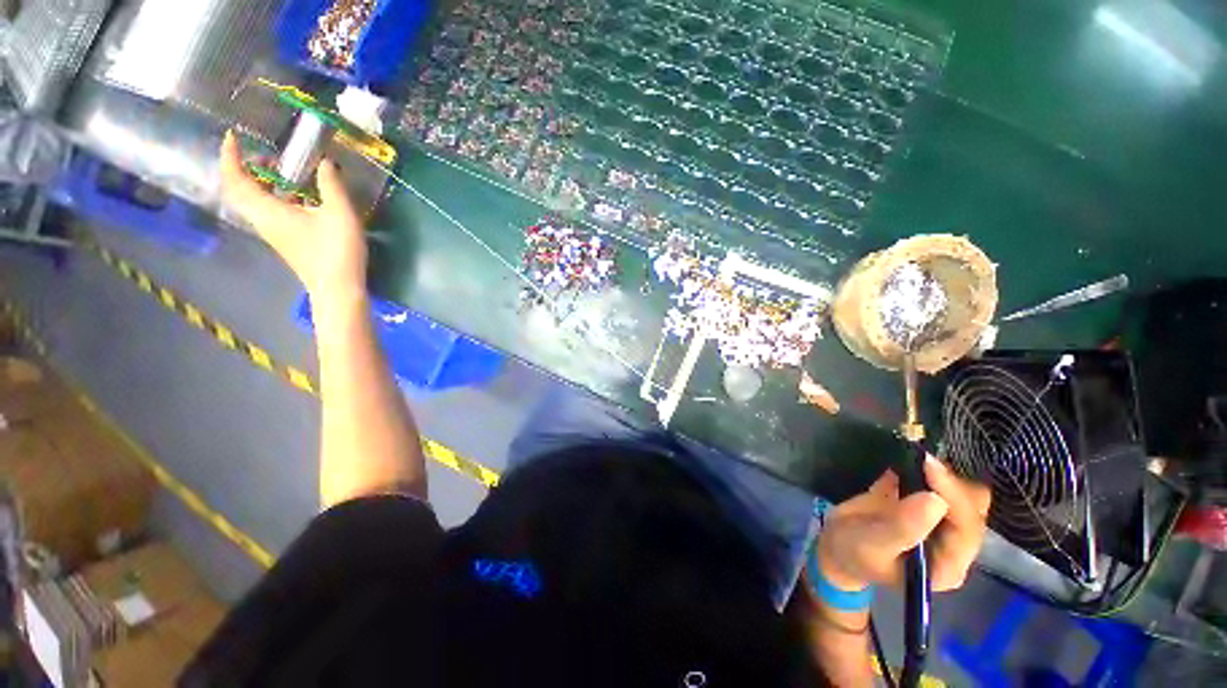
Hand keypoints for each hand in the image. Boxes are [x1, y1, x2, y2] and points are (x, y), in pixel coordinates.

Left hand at [219, 130, 367, 302]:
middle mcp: (263, 219)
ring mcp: (273, 232)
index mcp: (268, 210)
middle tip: (265, 155)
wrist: (338, 288)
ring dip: (261, 182)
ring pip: (254, 201)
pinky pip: (269, 211)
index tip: (233, 137)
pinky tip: (298, 196)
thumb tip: (325, 162)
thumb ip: (331, 185)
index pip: (236, 179)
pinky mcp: (285, 240)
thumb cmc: (337, 250)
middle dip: (245, 168)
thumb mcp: (340, 214)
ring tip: (282, 172)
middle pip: (240, 190)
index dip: (230, 156)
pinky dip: (274, 195)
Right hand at [815, 456, 990, 591]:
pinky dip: (932, 470)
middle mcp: (954, 545)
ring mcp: (942, 523)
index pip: (967, 529)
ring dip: (944, 474)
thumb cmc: (853, 552)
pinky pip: (942, 485)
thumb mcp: (872, 544)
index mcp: (948, 564)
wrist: (836, 544)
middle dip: (952, 482)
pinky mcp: (927, 505)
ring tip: (917, 457)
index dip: (953, 496)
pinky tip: (912, 458)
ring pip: (962, 493)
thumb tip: (935, 500)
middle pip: (972, 509)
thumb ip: (903, 527)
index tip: (929, 465)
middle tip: (921, 459)